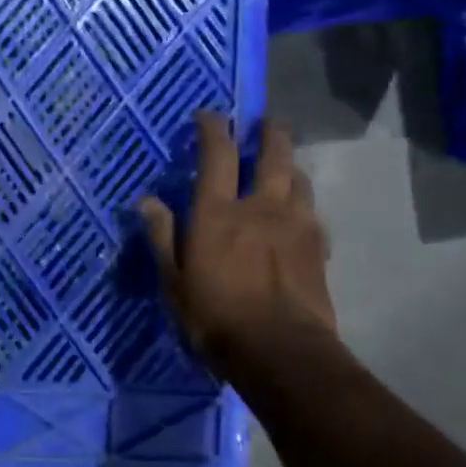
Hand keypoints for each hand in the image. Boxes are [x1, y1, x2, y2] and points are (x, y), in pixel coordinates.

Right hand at [140, 112, 336, 375]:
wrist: (282, 352)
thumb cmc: (215, 317)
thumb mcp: (173, 281)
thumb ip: (162, 236)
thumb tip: (146, 200)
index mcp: (218, 212)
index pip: (217, 155)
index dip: (213, 129)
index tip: (210, 114)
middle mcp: (260, 207)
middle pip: (273, 156)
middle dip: (270, 133)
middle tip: (266, 122)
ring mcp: (296, 226)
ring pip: (299, 180)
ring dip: (290, 165)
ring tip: (284, 163)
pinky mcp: (318, 248)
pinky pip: (313, 212)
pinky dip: (303, 202)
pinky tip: (300, 212)